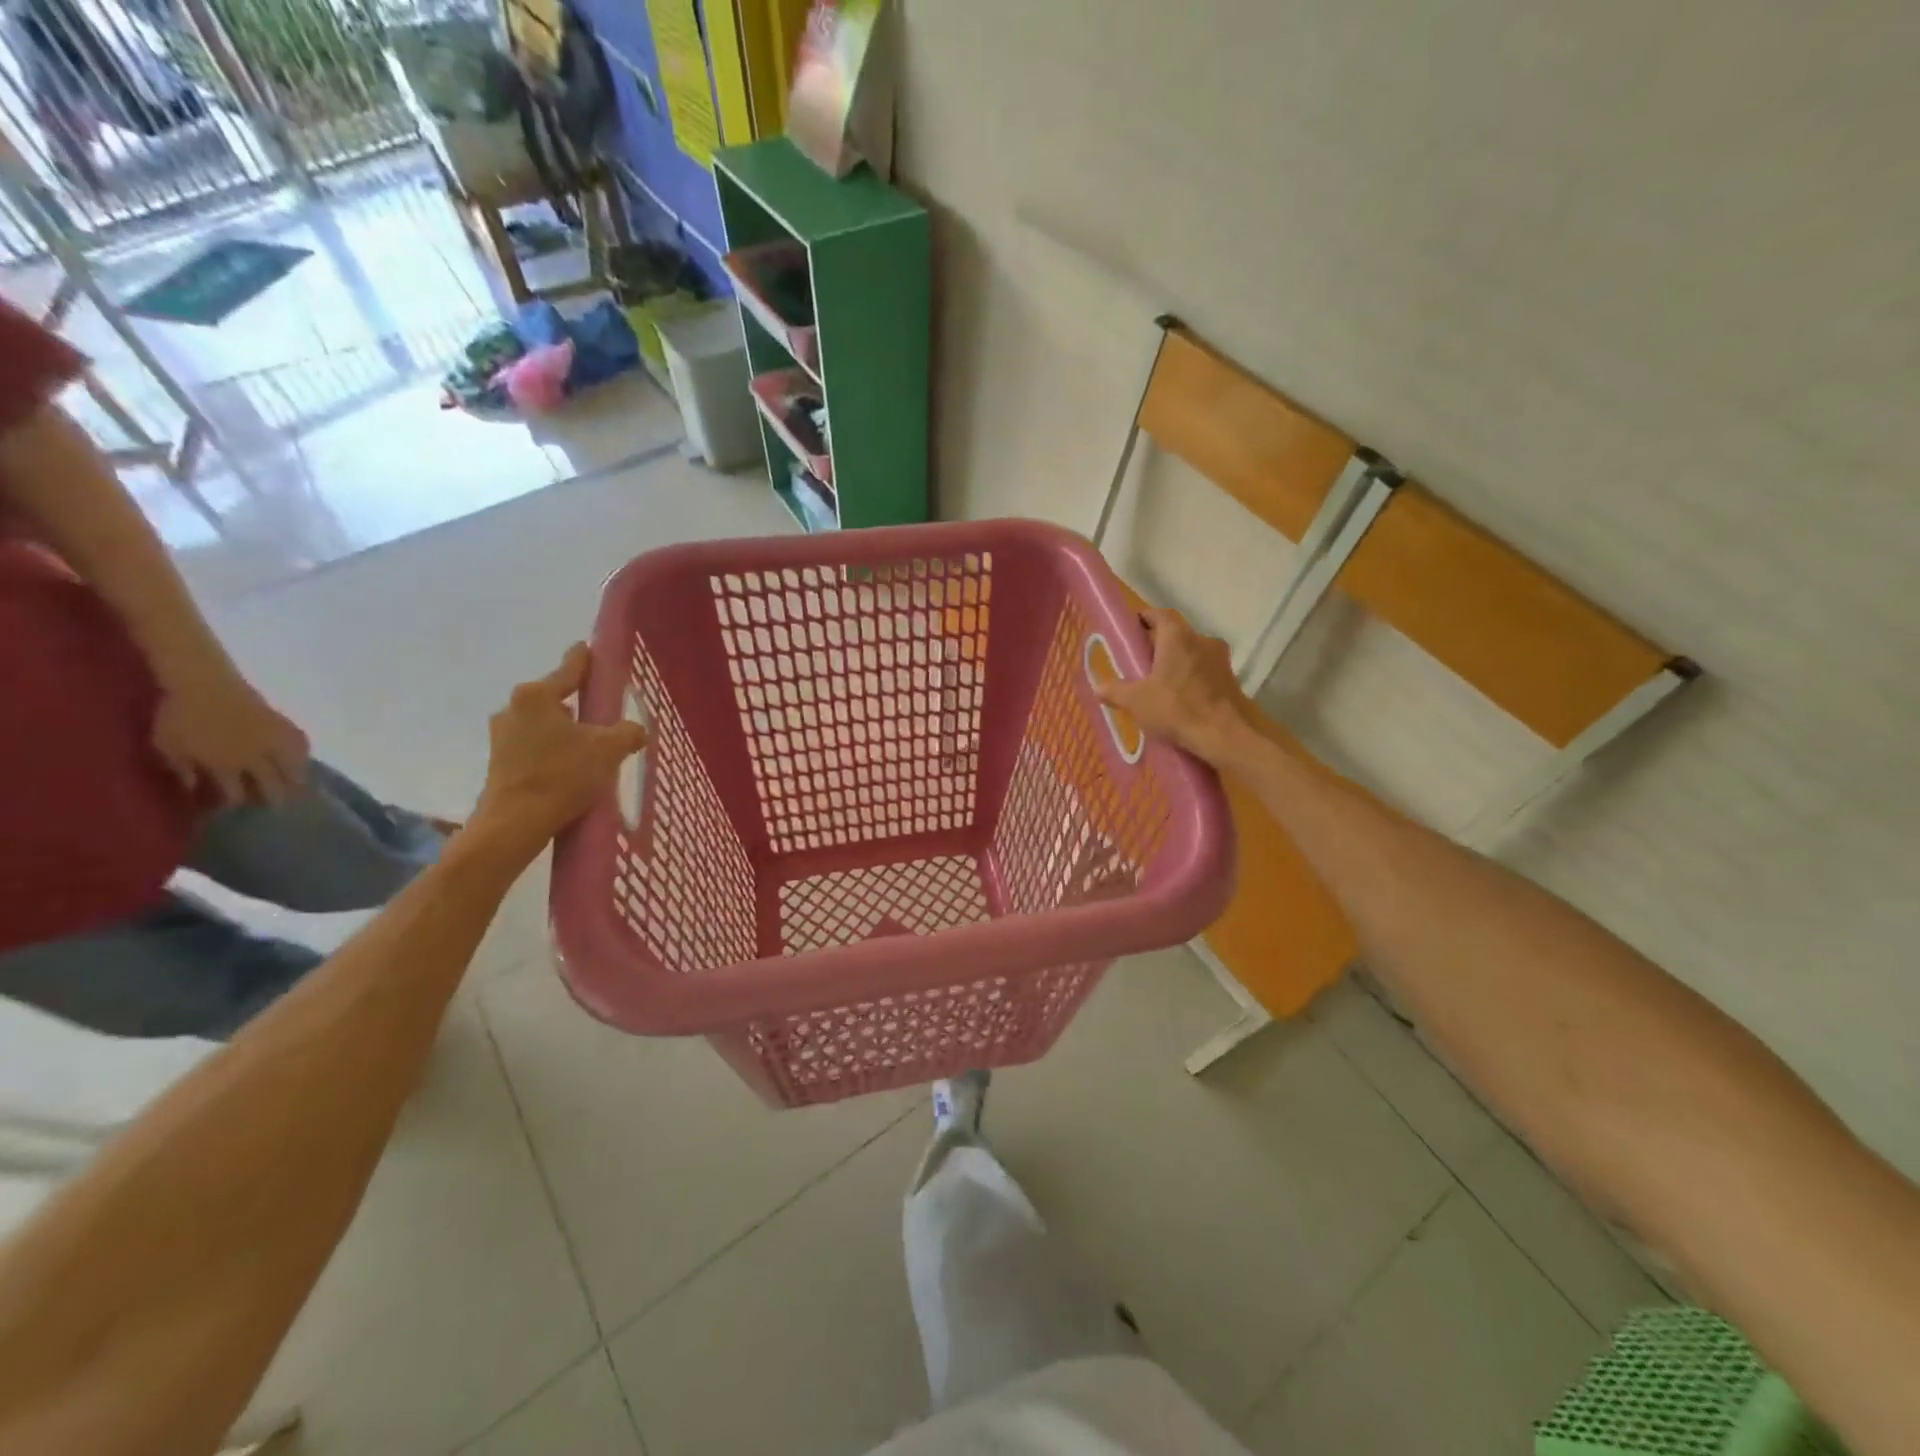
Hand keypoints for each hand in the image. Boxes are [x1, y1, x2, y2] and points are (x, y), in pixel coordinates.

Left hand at [152, 669, 309, 805]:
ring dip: (296, 777)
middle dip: (275, 797)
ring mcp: (271, 741)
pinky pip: (299, 743)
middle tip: (280, 807)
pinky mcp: (281, 725)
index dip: (238, 803)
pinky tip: (303, 756)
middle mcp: (254, 757)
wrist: (203, 682)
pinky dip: (302, 752)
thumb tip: (195, 788)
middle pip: (272, 783)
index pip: (236, 792)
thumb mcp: (168, 745)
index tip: (238, 810)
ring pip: (293, 765)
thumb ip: (183, 769)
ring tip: (301, 785)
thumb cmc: (179, 715)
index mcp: (225, 765)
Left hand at [470, 643, 647, 852]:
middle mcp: (514, 708)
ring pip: (545, 724)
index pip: (570, 668)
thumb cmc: (562, 775)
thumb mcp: (609, 749)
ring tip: (591, 751)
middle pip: (556, 698)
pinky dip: (554, 752)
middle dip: (579, 707)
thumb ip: (628, 732)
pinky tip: (571, 769)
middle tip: (604, 718)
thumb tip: (635, 730)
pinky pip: (535, 746)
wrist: (516, 823)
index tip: (589, 648)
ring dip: (567, 732)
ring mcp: (502, 736)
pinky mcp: (499, 761)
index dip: (585, 659)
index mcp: (537, 695)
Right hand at [1098, 608, 1259, 766]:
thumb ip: (1115, 691)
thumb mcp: (1136, 701)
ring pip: (1192, 654)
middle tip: (1140, 662)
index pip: (1159, 615)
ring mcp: (1220, 660)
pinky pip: (1205, 673)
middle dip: (1158, 645)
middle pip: (1176, 635)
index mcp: (1177, 637)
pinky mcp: (1231, 681)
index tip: (1132, 629)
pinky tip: (1181, 700)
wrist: (1225, 736)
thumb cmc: (1176, 709)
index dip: (1144, 619)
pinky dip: (1191, 680)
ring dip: (1177, 664)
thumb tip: (1098, 687)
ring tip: (1160, 684)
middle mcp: (1202, 640)